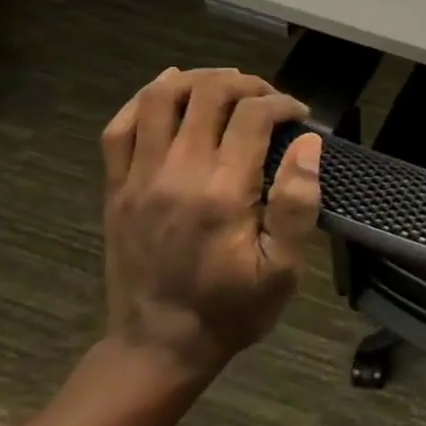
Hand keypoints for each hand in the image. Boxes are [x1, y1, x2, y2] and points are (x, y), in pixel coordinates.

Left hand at [100, 67, 322, 382]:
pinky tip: (166, 90)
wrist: (160, 345)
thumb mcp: (284, 269)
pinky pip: (119, 128)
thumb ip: (297, 203)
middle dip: (246, 84)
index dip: (282, 104)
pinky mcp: (116, 189)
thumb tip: (309, 143)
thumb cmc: (234, 309)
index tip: (301, 116)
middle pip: (207, 95)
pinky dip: (143, 99)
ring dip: (196, 80)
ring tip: (225, 85)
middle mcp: (177, 174)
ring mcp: (138, 178)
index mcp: (223, 192)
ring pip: (159, 99)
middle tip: (269, 99)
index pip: (252, 116)